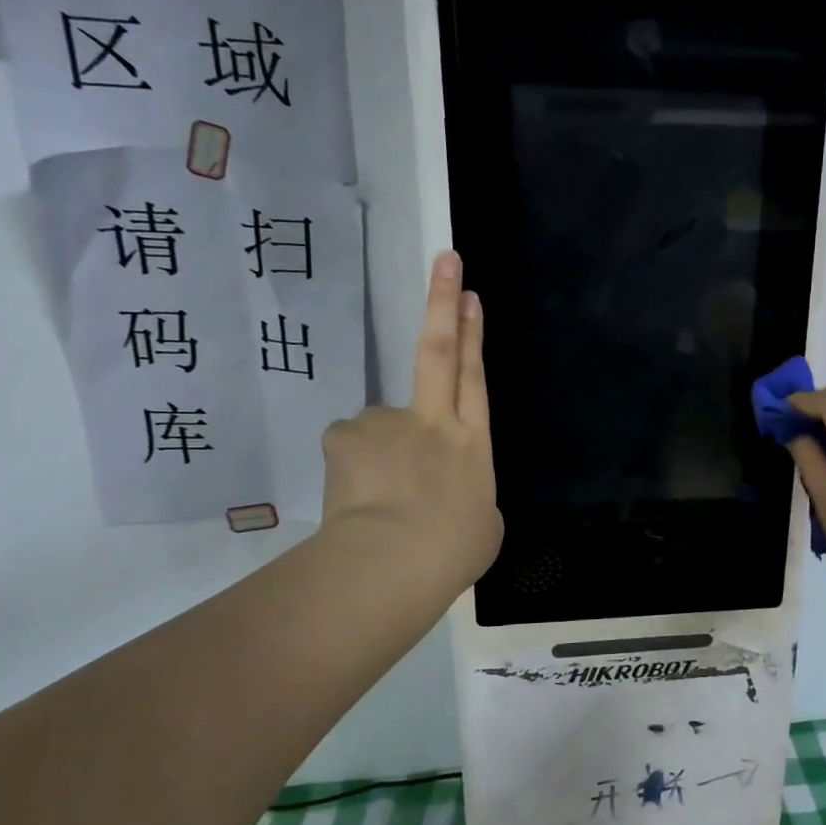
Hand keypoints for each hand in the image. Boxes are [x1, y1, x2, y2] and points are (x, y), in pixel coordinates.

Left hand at [319, 251, 502, 592]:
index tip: (469, 294)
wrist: (391, 563)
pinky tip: (357, 503)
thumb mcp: (482, 523)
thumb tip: (448, 491)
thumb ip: (466, 492)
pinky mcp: (344, 437)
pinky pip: (351, 449)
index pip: (473, 377)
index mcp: (471, 442)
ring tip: (382, 505)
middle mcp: (431, 421)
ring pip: (381, 427)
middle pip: (437, 351)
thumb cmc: (451, 551)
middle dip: (443, 302)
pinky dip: (355, 472)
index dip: (472, 334)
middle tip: (447, 261)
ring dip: (382, 457)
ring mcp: (385, 424)